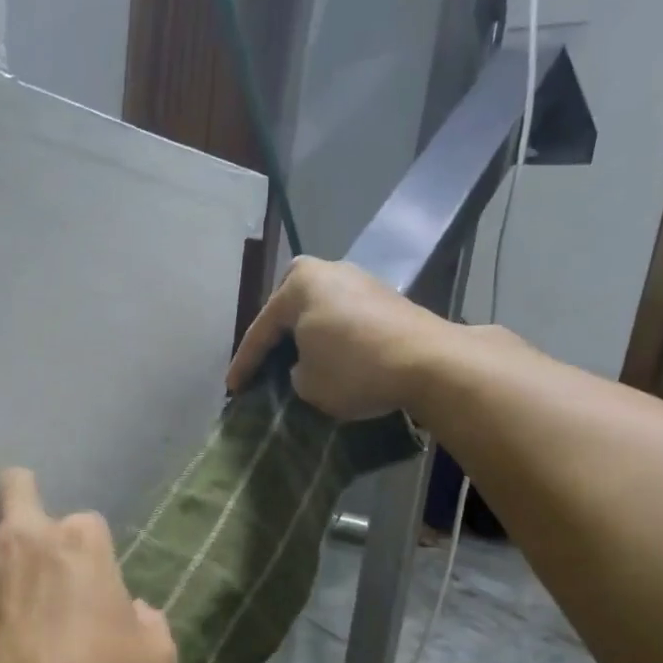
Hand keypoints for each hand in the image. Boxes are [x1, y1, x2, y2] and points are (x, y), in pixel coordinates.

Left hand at [0, 469, 176, 662]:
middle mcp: (22, 535)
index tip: (88, 582)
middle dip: (23, 498)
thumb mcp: (156, 661)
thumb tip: (134, 612)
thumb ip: (151, 623)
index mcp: (80, 543)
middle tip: (29, 538)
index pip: (87, 520)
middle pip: (15, 483)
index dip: (89, 550)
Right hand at [226, 256, 450, 420]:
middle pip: (288, 309)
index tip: (233, 390)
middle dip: (274, 338)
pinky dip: (330, 337)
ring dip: (304, 336)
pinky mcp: (384, 298)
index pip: (261, 330)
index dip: (244, 365)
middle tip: (263, 365)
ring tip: (294, 363)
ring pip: (317, 311)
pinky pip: (341, 317)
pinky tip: (328, 357)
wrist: (429, 362)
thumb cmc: (354, 369)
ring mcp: (360, 280)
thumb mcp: (306, 383)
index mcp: (299, 285)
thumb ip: (292, 371)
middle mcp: (328, 271)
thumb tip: (303, 365)